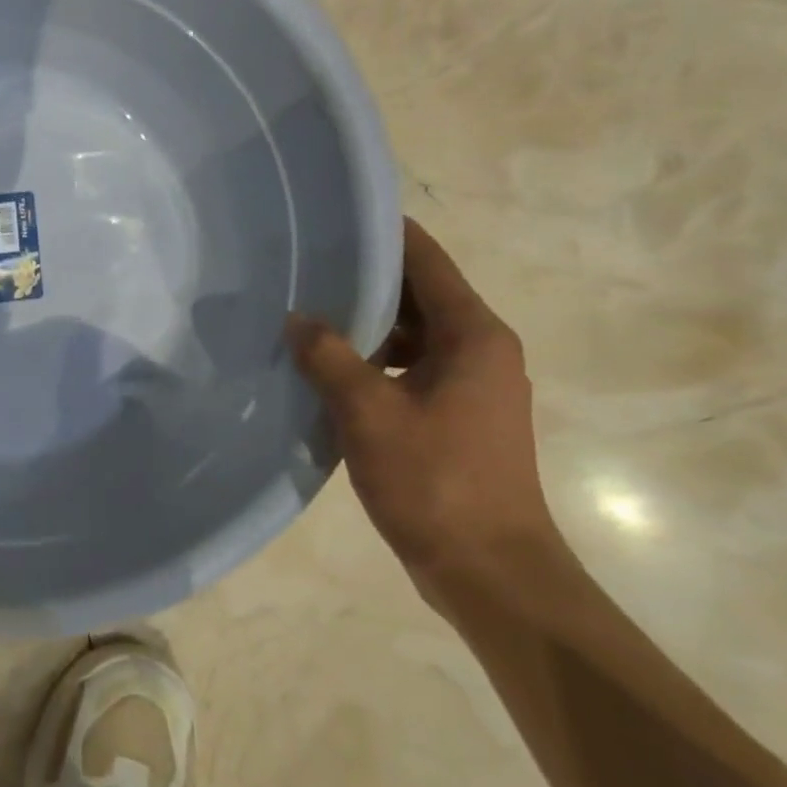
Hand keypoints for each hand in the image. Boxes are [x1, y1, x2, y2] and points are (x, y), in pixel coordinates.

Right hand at [287, 219, 570, 607]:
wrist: (489, 569)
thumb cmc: (435, 481)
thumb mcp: (369, 412)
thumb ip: (329, 357)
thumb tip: (297, 318)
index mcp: (474, 336)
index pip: (428, 262)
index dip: (386, 235)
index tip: (337, 217)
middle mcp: (481, 350)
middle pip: (420, 296)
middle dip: (365, 280)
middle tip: (305, 266)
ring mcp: (471, 386)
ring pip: (413, 335)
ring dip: (365, 325)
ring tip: (306, 314)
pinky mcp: (456, 417)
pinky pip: (409, 368)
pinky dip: (372, 361)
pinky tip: (326, 369)